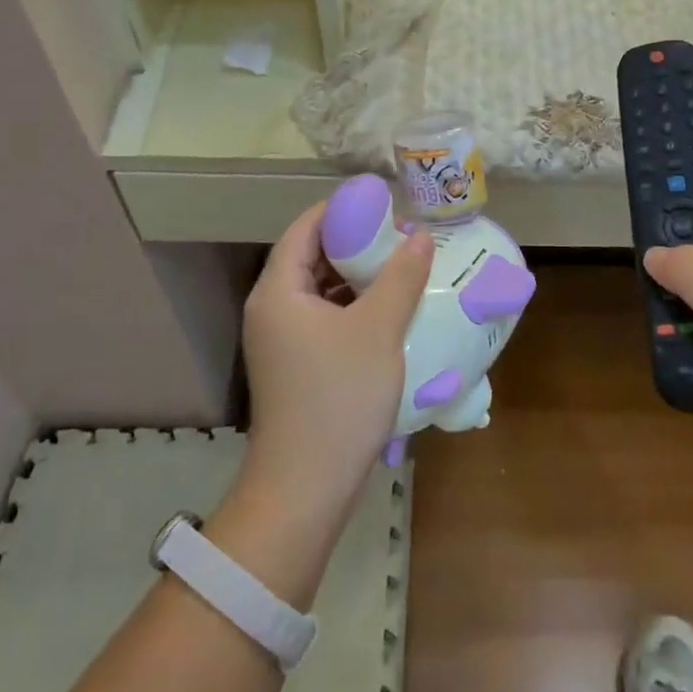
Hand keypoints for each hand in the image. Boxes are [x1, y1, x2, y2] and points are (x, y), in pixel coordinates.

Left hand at [239, 203, 434, 523]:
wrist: (306, 488)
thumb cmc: (338, 398)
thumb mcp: (378, 330)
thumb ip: (401, 277)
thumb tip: (420, 236)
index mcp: (279, 290)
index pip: (306, 227)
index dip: (344, 209)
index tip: (386, 203)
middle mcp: (272, 308)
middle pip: (313, 255)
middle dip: (357, 241)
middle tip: (403, 234)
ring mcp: (282, 339)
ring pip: (321, 289)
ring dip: (359, 276)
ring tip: (403, 265)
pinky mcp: (296, 364)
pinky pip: (325, 317)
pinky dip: (354, 306)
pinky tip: (390, 309)